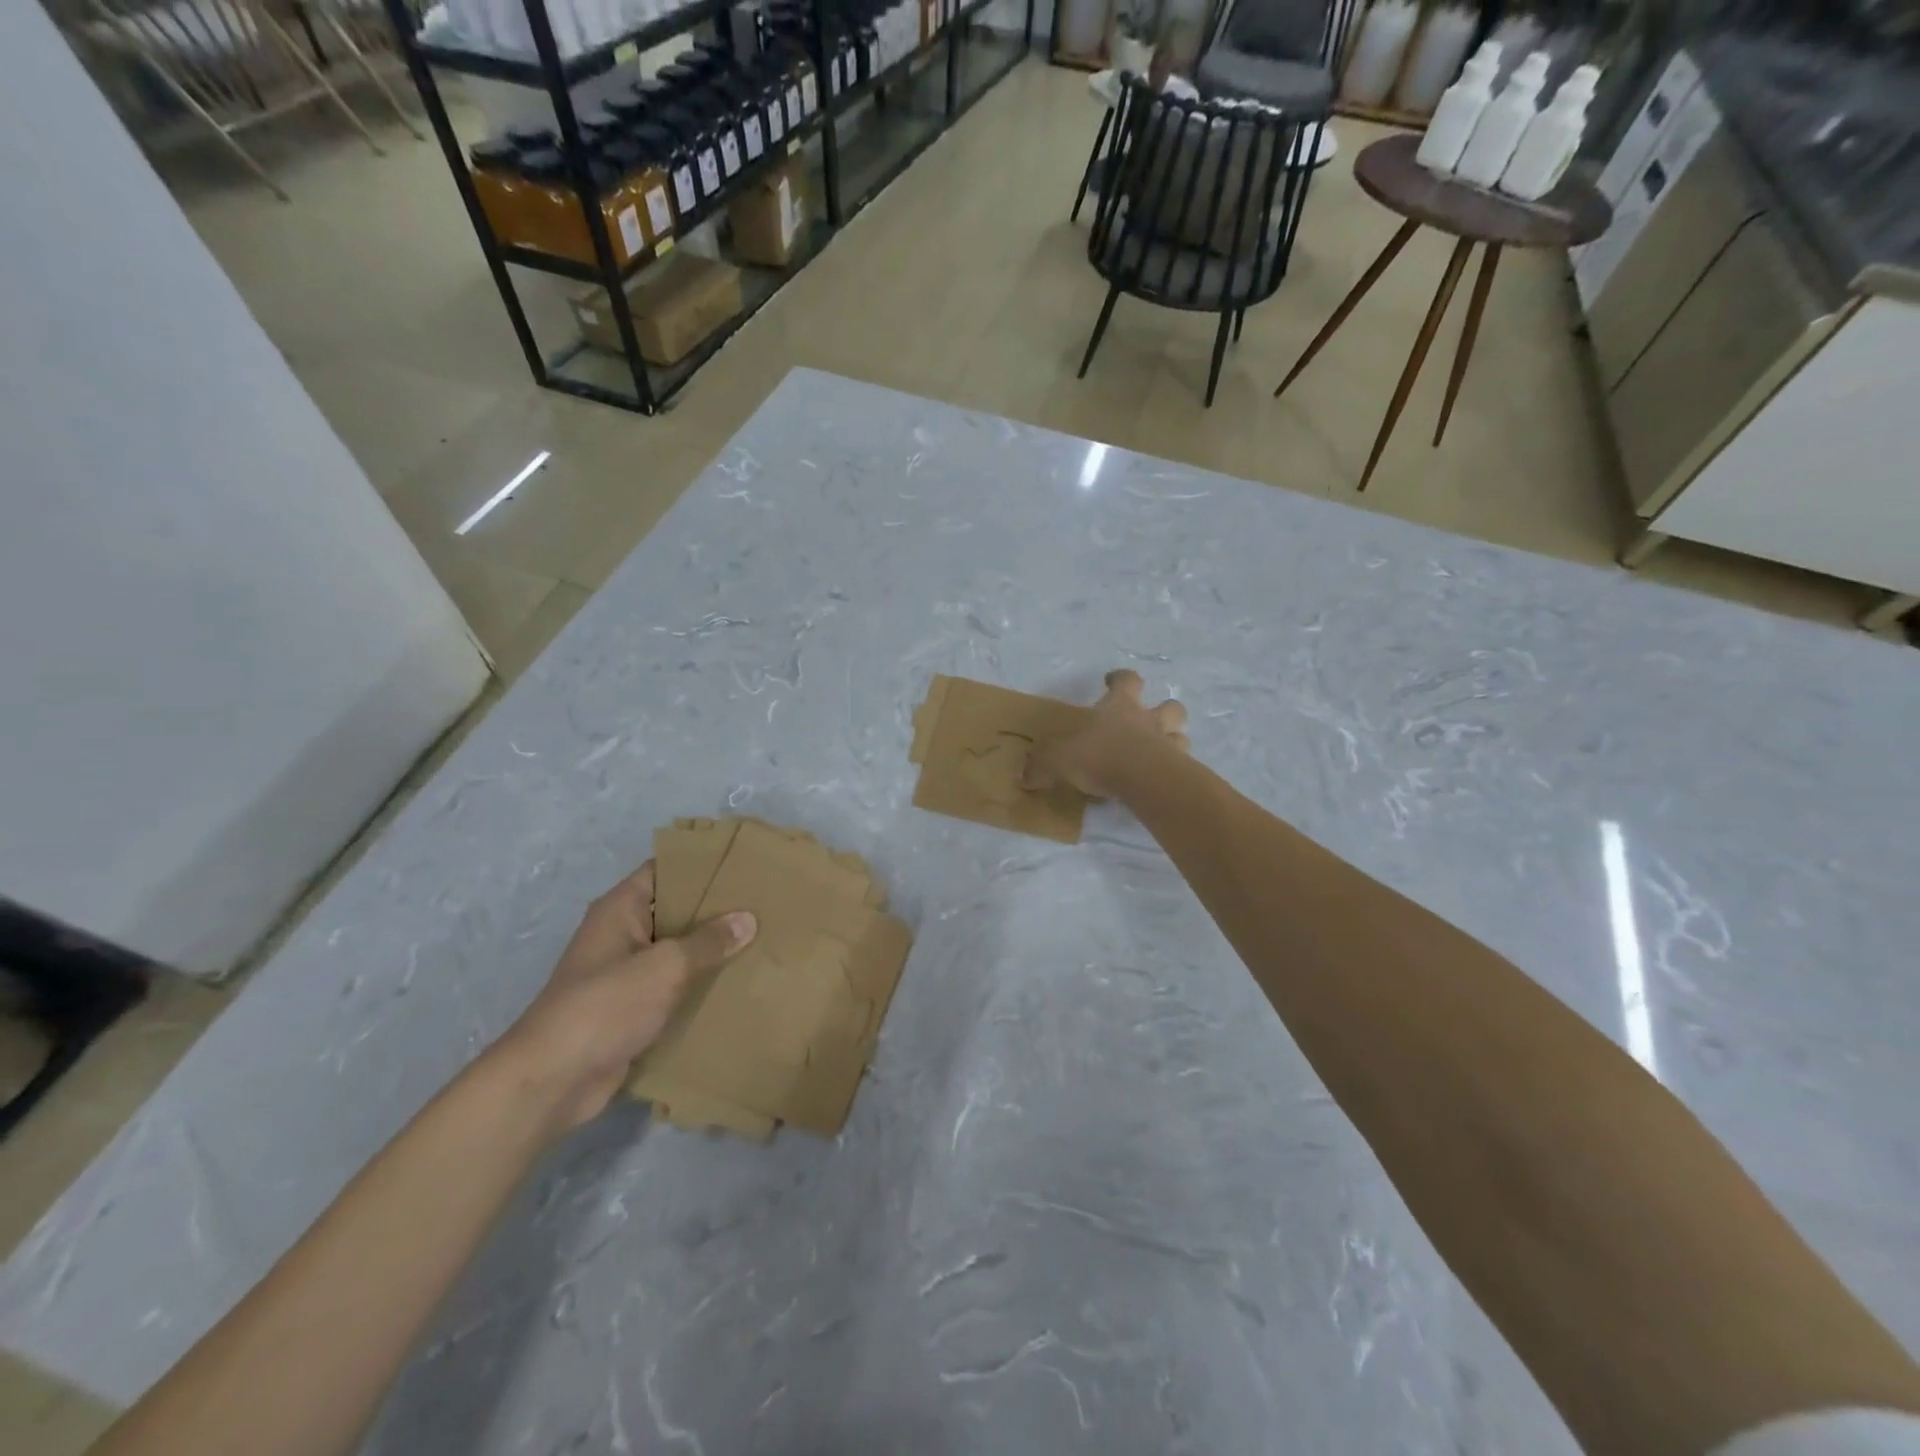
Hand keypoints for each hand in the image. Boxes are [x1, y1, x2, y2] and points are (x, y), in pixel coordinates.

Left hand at [495, 862, 755, 1134]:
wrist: (552, 1081)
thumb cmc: (605, 1006)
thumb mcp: (665, 967)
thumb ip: (709, 941)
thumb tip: (748, 918)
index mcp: (621, 909)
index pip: (666, 870)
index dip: (702, 865)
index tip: (745, 865)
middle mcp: (622, 934)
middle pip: (676, 911)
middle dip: (716, 910)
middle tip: (764, 905)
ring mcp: (625, 974)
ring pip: (677, 952)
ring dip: (711, 952)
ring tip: (761, 942)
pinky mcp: (631, 1010)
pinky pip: (673, 987)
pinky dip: (699, 986)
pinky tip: (737, 985)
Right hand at [1022, 669, 1189, 799]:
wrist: (1143, 779)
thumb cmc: (1100, 755)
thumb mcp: (1058, 759)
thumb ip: (1042, 766)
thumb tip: (1023, 777)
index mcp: (1120, 706)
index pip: (1126, 680)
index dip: (1120, 679)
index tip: (1111, 680)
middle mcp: (1149, 720)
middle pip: (1168, 706)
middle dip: (1163, 710)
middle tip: (1150, 720)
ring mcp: (1169, 744)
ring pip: (1180, 735)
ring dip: (1173, 741)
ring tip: (1159, 753)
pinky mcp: (1180, 771)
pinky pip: (1182, 767)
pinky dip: (1175, 771)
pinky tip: (1161, 781)